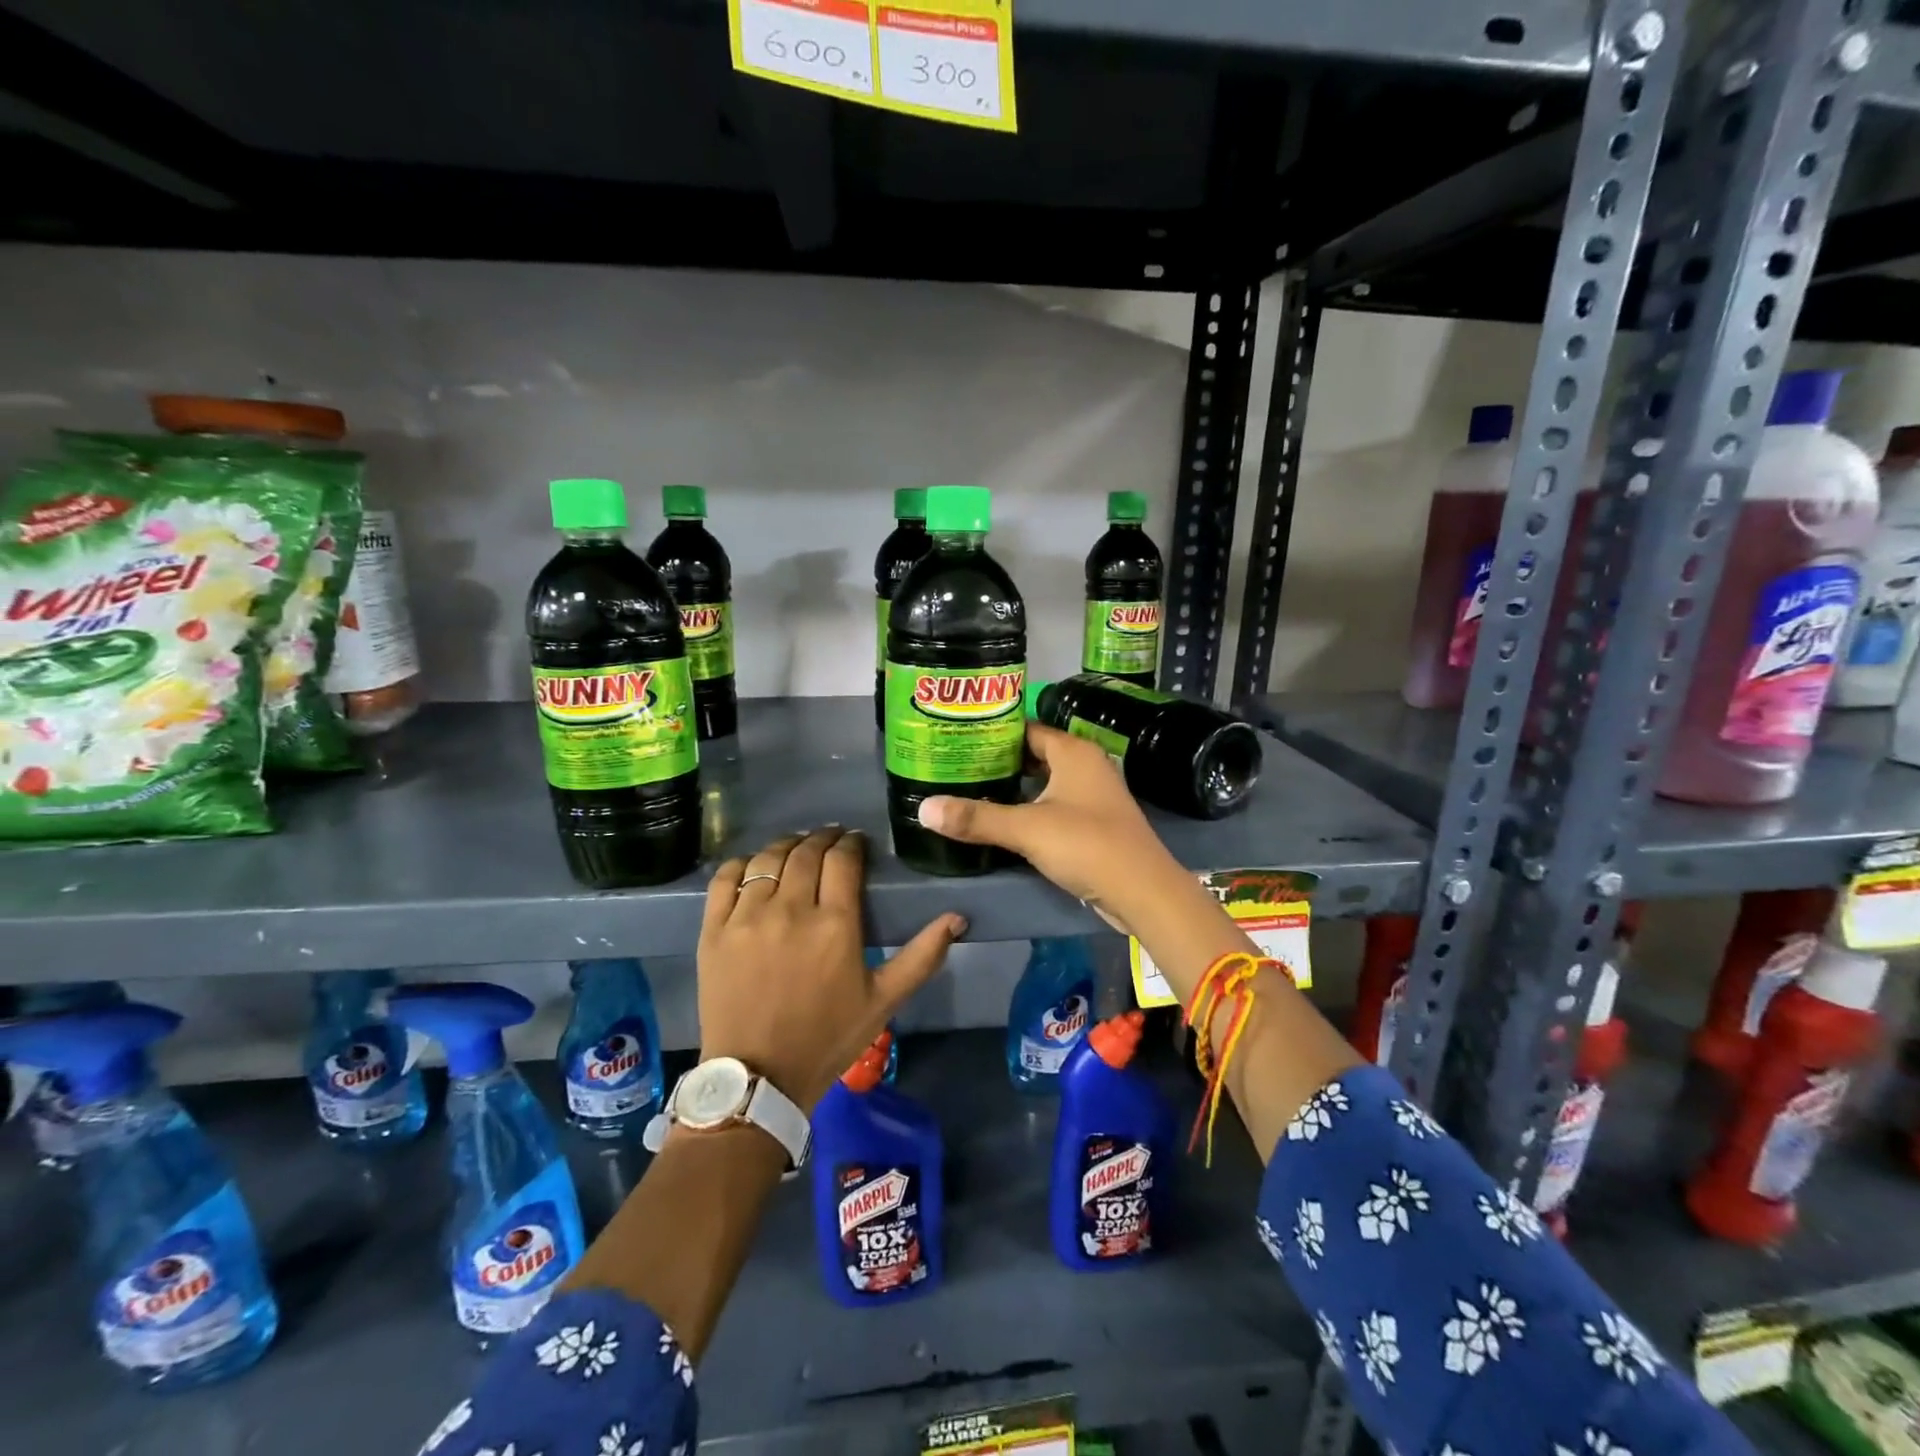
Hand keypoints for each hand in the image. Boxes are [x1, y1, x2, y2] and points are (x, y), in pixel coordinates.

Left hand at [698, 827, 963, 1110]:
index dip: (851, 843)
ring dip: (786, 845)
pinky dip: (741, 864)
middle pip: (806, 852)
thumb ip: (922, 956)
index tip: (856, 842)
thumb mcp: (884, 1001)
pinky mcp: (714, 931)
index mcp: (835, 924)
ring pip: (766, 859)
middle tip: (830, 838)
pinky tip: (753, 866)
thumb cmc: (828, 1038)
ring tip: (796, 846)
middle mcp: (790, 909)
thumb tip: (957, 918)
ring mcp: (747, 918)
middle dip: (822, 838)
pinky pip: (725, 879)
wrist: (760, 1079)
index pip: (843, 860)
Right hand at [916, 722, 1191, 938]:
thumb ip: (976, 818)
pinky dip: (1030, 808)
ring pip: (1045, 782)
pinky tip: (1003, 820)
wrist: (1143, 892)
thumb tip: (923, 808)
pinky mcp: (1094, 822)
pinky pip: (1054, 805)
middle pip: (1034, 754)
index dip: (993, 732)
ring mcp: (1093, 795)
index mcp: (1073, 752)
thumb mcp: (1026, 829)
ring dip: (1014, 787)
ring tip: (971, 790)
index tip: (957, 738)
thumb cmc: (1087, 845)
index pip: (1026, 728)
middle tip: (956, 766)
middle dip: (998, 761)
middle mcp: (1085, 765)